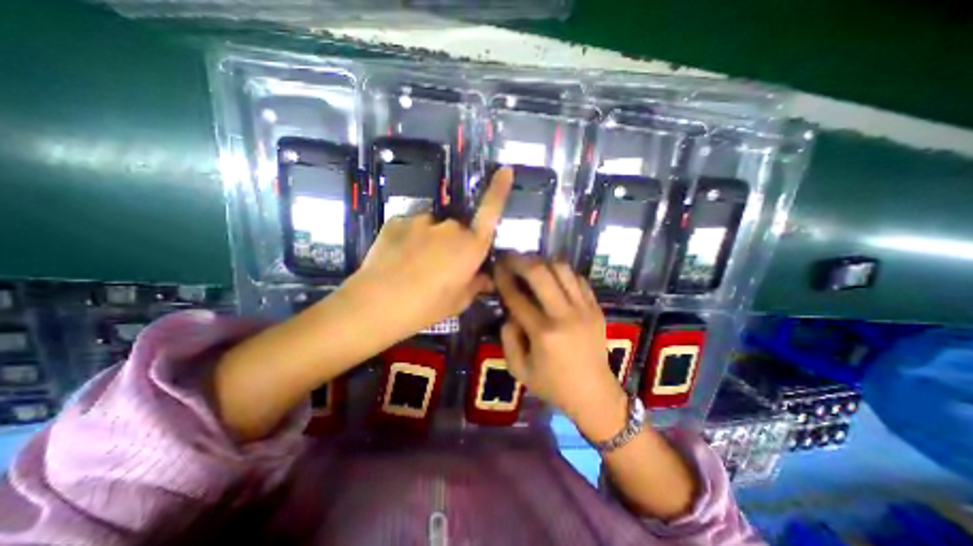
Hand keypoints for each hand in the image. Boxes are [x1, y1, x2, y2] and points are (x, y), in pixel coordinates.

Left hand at [350, 167, 514, 337]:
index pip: (490, 212)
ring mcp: (421, 221)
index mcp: (470, 246)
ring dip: (430, 241)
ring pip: (433, 228)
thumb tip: (486, 277)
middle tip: (440, 268)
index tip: (505, 170)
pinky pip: (411, 227)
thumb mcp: (458, 302)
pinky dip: (409, 239)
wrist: (375, 304)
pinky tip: (398, 259)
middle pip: (458, 228)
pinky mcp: (397, 220)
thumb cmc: (426, 307)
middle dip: (454, 244)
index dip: (499, 189)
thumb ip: (475, 284)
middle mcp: (450, 227)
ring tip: (415, 265)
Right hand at [495, 252, 632, 439]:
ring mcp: (585, 309)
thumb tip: (509, 314)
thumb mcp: (519, 370)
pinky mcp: (596, 308)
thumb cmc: (553, 385)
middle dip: (520, 260)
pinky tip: (552, 276)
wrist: (594, 393)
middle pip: (541, 273)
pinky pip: (578, 279)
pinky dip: (563, 273)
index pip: (517, 297)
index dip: (503, 278)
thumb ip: (507, 339)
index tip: (496, 267)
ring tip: (530, 264)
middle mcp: (565, 315)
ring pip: (562, 269)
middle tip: (509, 257)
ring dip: (543, 262)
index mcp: (544, 333)